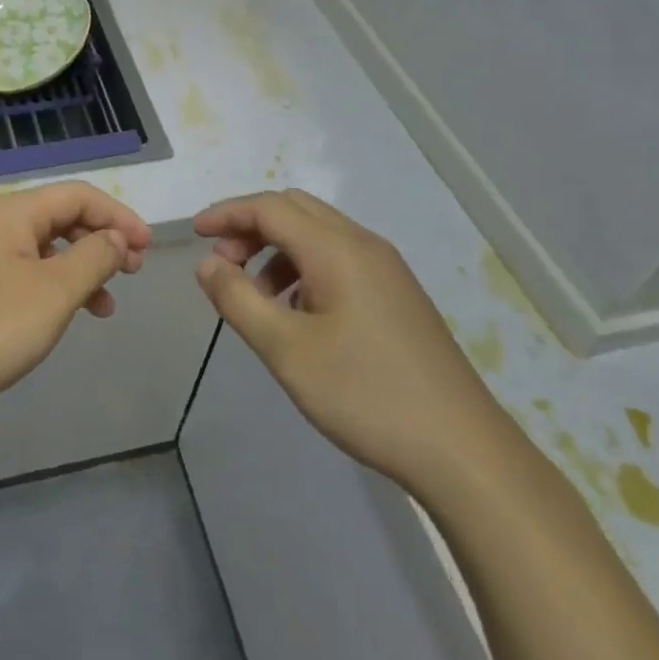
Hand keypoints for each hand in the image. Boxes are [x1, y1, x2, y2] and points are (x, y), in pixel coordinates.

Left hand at [0, 182, 151, 439]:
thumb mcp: (53, 293)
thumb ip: (93, 257)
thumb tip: (116, 239)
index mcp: (12, 211)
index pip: (78, 194)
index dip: (118, 216)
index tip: (148, 247)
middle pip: (61, 216)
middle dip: (102, 240)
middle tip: (133, 272)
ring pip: (46, 246)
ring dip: (82, 267)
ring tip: (107, 304)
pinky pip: (27, 270)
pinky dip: (56, 285)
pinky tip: (70, 314)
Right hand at [193, 190, 512, 493]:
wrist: (463, 453)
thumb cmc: (366, 394)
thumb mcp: (286, 350)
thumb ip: (238, 299)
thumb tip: (208, 264)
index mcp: (337, 248)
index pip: (270, 207)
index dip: (227, 213)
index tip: (195, 233)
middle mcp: (364, 245)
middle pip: (295, 210)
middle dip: (251, 227)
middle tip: (223, 264)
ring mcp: (387, 271)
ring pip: (318, 236)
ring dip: (277, 251)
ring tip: (255, 297)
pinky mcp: (398, 297)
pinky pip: (339, 261)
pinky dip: (304, 270)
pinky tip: (298, 316)